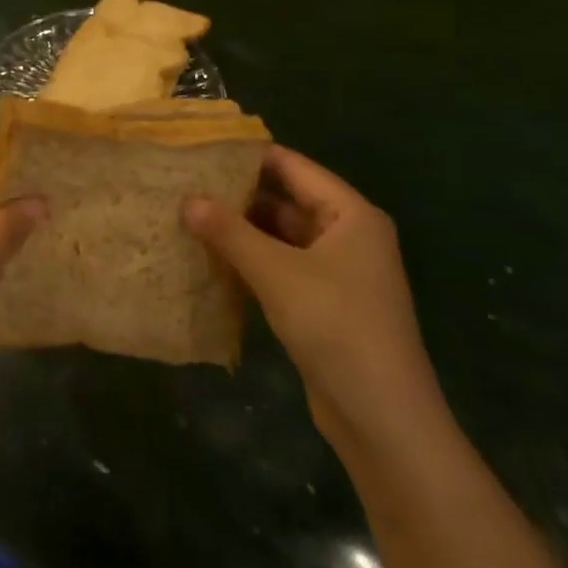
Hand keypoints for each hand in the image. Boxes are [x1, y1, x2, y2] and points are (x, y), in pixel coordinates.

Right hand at [183, 146, 444, 455]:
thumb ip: (230, 232)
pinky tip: (210, 258)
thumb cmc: (337, 328)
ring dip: (240, 230)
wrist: (383, 419)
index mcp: (350, 214)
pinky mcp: (323, 303)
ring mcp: (336, 271)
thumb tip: (187, 199)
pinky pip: (281, 266)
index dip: (249, 155)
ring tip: (188, 215)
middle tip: (185, 182)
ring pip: (280, 236)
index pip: (293, 167)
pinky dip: (250, 260)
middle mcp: (347, 235)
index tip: (201, 147)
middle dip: (238, 193)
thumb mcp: (277, 273)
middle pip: (286, 200)